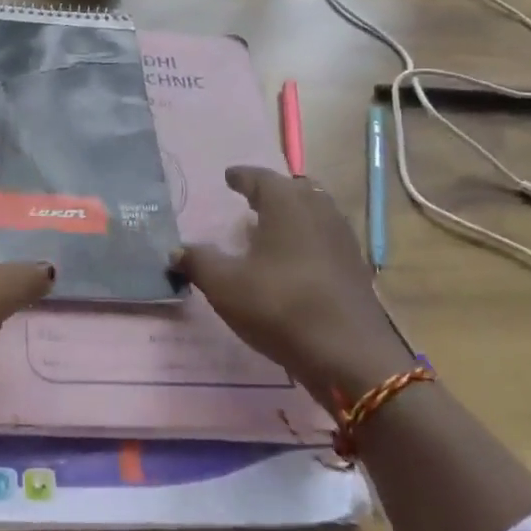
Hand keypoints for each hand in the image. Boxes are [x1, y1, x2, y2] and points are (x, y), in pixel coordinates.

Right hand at [171, 166, 413, 400]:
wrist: (349, 354)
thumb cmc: (280, 306)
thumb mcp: (225, 285)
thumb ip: (198, 262)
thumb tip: (175, 250)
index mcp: (286, 204)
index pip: (260, 178)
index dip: (242, 177)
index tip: (229, 176)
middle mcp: (318, 211)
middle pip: (295, 189)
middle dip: (273, 191)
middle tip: (252, 199)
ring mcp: (342, 239)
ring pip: (315, 212)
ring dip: (293, 214)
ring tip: (272, 228)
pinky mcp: (355, 267)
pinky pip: (326, 238)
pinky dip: (308, 238)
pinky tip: (295, 260)